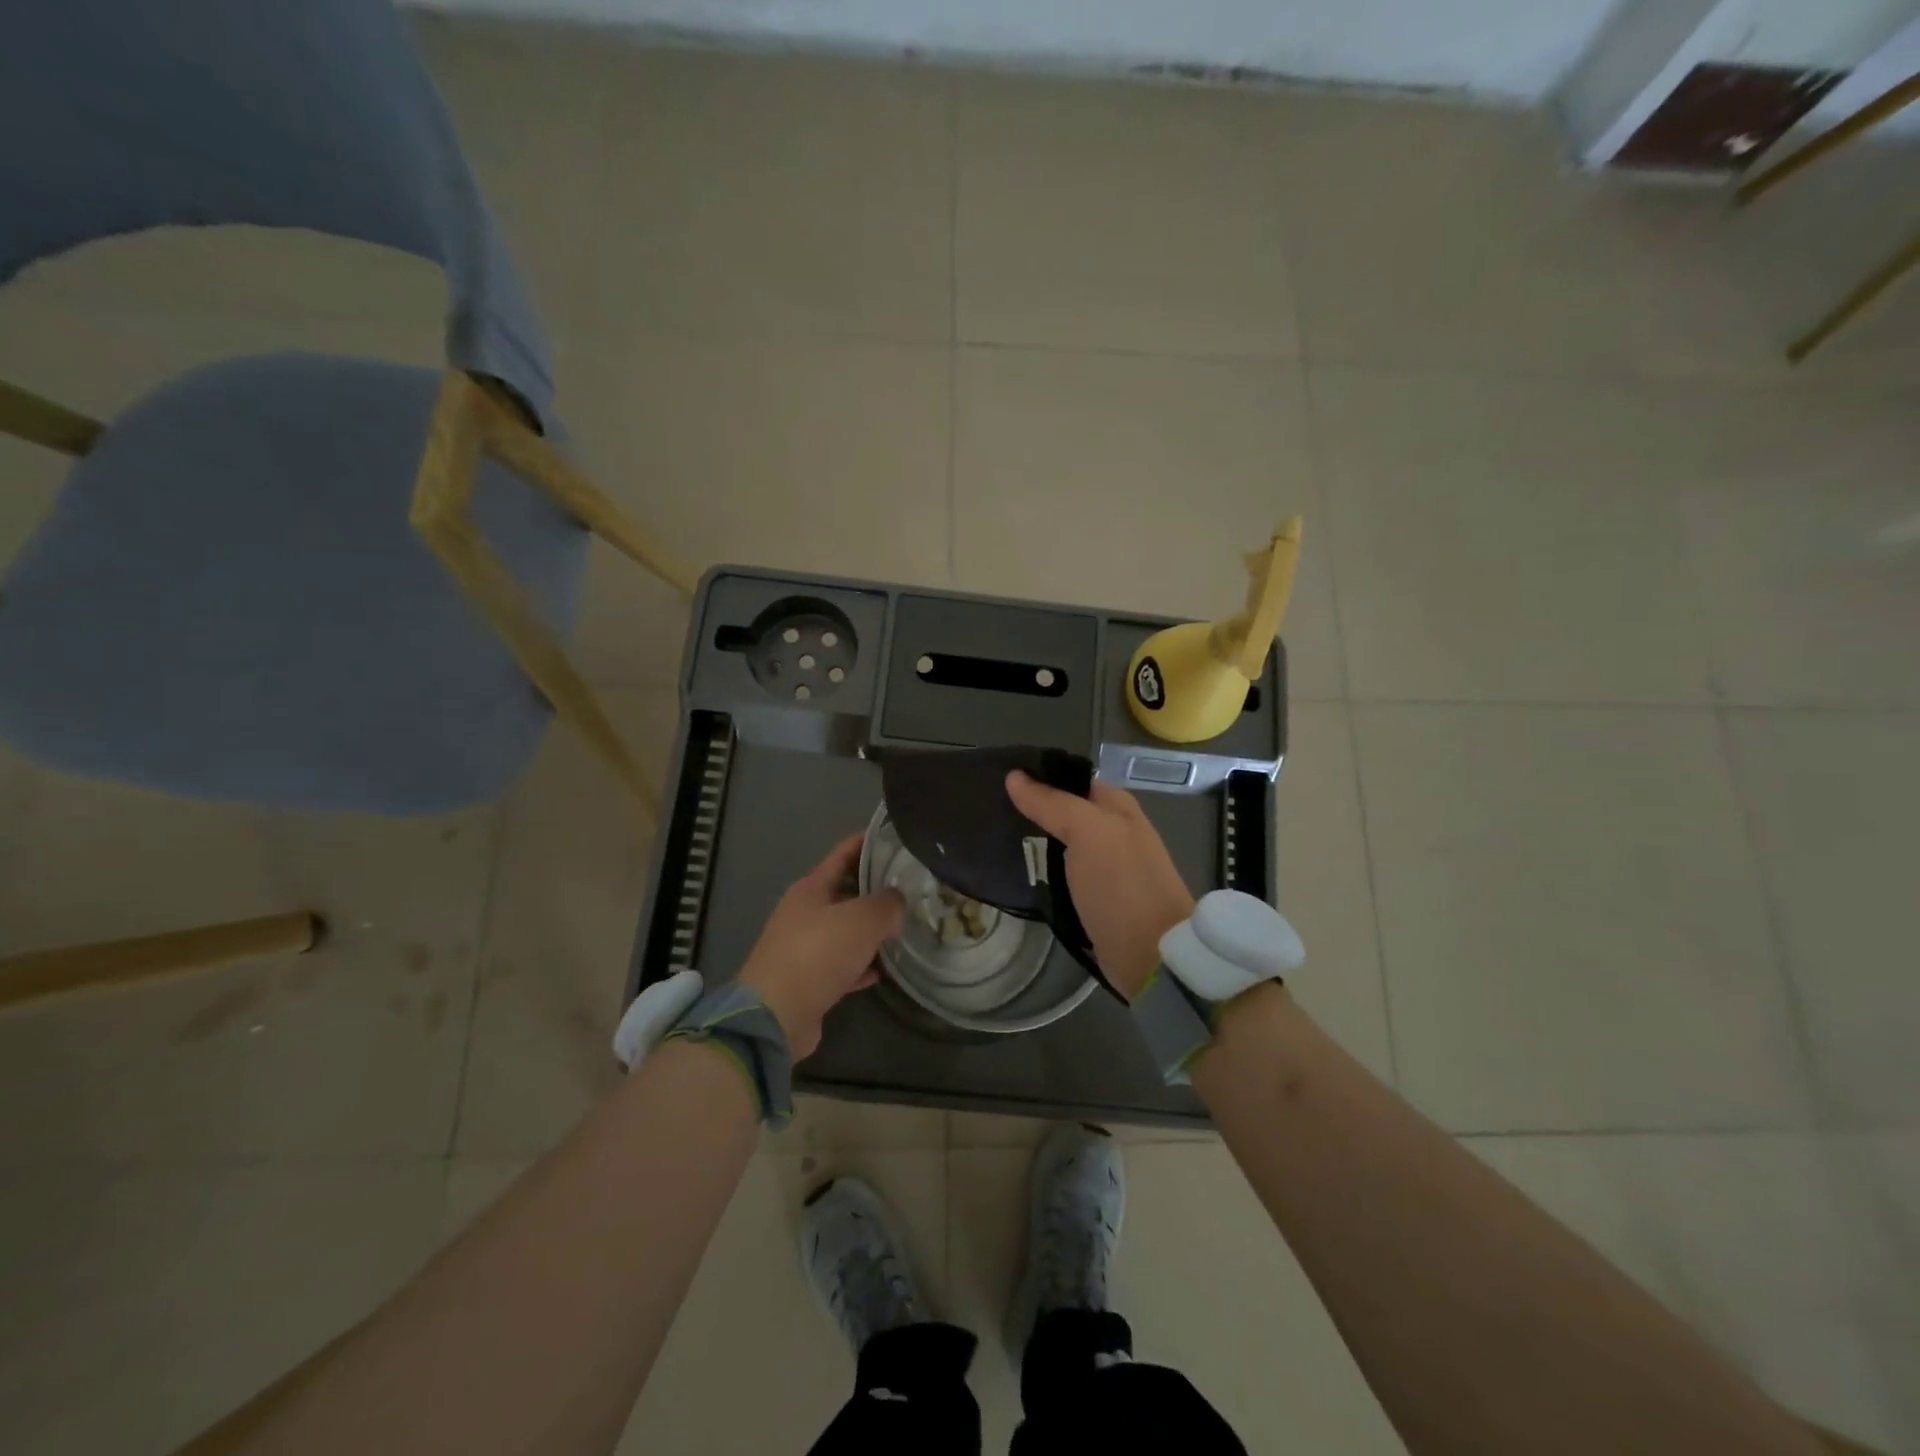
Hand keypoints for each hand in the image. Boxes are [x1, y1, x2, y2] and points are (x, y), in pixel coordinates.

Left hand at [737, 833, 905, 1058]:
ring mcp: (804, 947)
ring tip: (906, 928)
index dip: (869, 843)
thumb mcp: (861, 920)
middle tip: (913, 889)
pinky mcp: (809, 980)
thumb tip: (897, 901)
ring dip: (872, 930)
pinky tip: (885, 969)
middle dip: (877, 890)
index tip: (898, 839)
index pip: (844, 853)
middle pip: (847, 892)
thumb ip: (887, 904)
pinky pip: (843, 964)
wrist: (776, 1016)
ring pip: (846, 930)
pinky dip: (862, 964)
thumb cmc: (818, 954)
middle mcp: (805, 912)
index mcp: (811, 888)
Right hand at [1005, 771, 1195, 1000]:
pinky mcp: (1094, 898)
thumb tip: (1014, 776)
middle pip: (1065, 811)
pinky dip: (1041, 871)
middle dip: (1032, 809)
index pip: (1072, 779)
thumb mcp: (1088, 832)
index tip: (1000, 778)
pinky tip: (1015, 870)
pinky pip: (1061, 874)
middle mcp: (1114, 832)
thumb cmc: (1122, 884)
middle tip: (989, 809)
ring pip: (1061, 843)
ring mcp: (1105, 867)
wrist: (1150, 955)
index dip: (1040, 775)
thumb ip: (1052, 803)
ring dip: (1033, 841)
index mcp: (1118, 808)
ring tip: (992, 836)